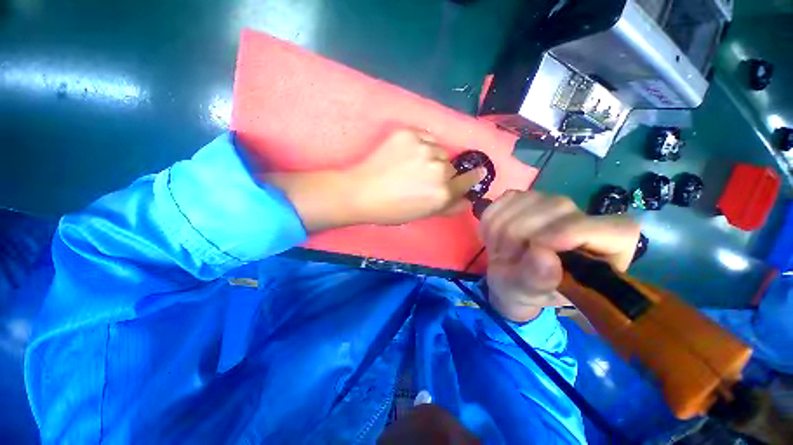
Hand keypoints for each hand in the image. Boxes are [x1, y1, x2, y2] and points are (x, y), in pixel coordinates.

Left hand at [347, 130, 483, 225]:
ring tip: (412, 165)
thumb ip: (449, 207)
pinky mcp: (408, 134)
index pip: (468, 180)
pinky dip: (420, 144)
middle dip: (442, 172)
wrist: (361, 192)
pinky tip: (406, 154)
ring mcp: (423, 148)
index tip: (478, 172)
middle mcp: (438, 168)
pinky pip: (425, 137)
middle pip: (451, 165)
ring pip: (439, 150)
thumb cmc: (392, 210)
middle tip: (423, 177)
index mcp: (443, 192)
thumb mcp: (423, 214)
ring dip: (432, 156)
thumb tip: (469, 200)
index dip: (472, 177)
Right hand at [480, 191, 639, 321]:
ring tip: (501, 252)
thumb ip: (538, 280)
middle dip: (518, 235)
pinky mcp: (526, 197)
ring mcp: (553, 204)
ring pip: (527, 200)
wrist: (505, 275)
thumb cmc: (524, 290)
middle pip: (557, 209)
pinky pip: (505, 199)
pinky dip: (491, 220)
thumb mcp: (528, 294)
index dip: (575, 232)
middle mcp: (585, 220)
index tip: (537, 247)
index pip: (615, 229)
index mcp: (606, 253)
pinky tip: (495, 237)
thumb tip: (543, 255)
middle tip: (505, 260)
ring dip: (500, 230)